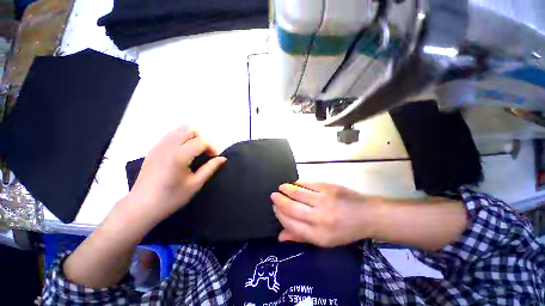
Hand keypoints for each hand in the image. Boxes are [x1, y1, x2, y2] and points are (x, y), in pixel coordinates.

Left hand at [127, 126, 225, 222]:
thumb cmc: (171, 198)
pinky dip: (182, 136)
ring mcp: (159, 145)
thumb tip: (223, 158)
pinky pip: (171, 134)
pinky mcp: (154, 148)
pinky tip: (184, 149)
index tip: (215, 157)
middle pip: (190, 129)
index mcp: (179, 156)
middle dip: (203, 138)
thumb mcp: (195, 184)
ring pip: (180, 129)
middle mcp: (168, 146)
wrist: (141, 206)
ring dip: (193, 135)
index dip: (212, 146)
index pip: (201, 141)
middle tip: (206, 151)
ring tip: (197, 149)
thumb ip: (210, 168)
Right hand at [271, 182, 380, 246]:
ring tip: (281, 187)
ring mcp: (324, 200)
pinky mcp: (328, 187)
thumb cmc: (344, 230)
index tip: (275, 208)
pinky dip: (298, 183)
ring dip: (286, 189)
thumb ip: (300, 237)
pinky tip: (295, 184)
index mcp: (318, 234)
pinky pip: (308, 184)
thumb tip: (280, 236)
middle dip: (279, 201)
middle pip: (292, 207)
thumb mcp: (324, 241)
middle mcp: (319, 217)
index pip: (291, 223)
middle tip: (274, 196)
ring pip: (298, 193)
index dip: (280, 215)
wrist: (366, 215)